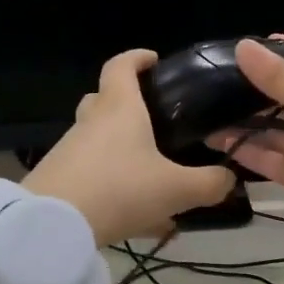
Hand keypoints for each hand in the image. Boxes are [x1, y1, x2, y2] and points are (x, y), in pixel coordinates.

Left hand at [23, 50, 234, 245]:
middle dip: (126, 104)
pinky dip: (111, 182)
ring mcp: (70, 149)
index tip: (153, 60)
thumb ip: (209, 183)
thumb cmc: (120, 190)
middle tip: (154, 122)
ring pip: (97, 139)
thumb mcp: (176, 190)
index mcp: (119, 108)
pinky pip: (90, 172)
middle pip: (103, 99)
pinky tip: (132, 214)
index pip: (122, 65)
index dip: (137, 57)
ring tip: (151, 179)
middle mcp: (91, 121)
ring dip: (120, 151)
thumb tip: (229, 178)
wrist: (53, 226)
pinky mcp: (57, 178)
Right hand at [209, 38, 283, 250]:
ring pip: (282, 133)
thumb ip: (280, 79)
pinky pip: (280, 162)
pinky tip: (223, 146)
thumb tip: (243, 46)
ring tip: (208, 117)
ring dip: (249, 126)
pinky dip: (255, 155)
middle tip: (217, 85)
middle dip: (258, 93)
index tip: (249, 47)